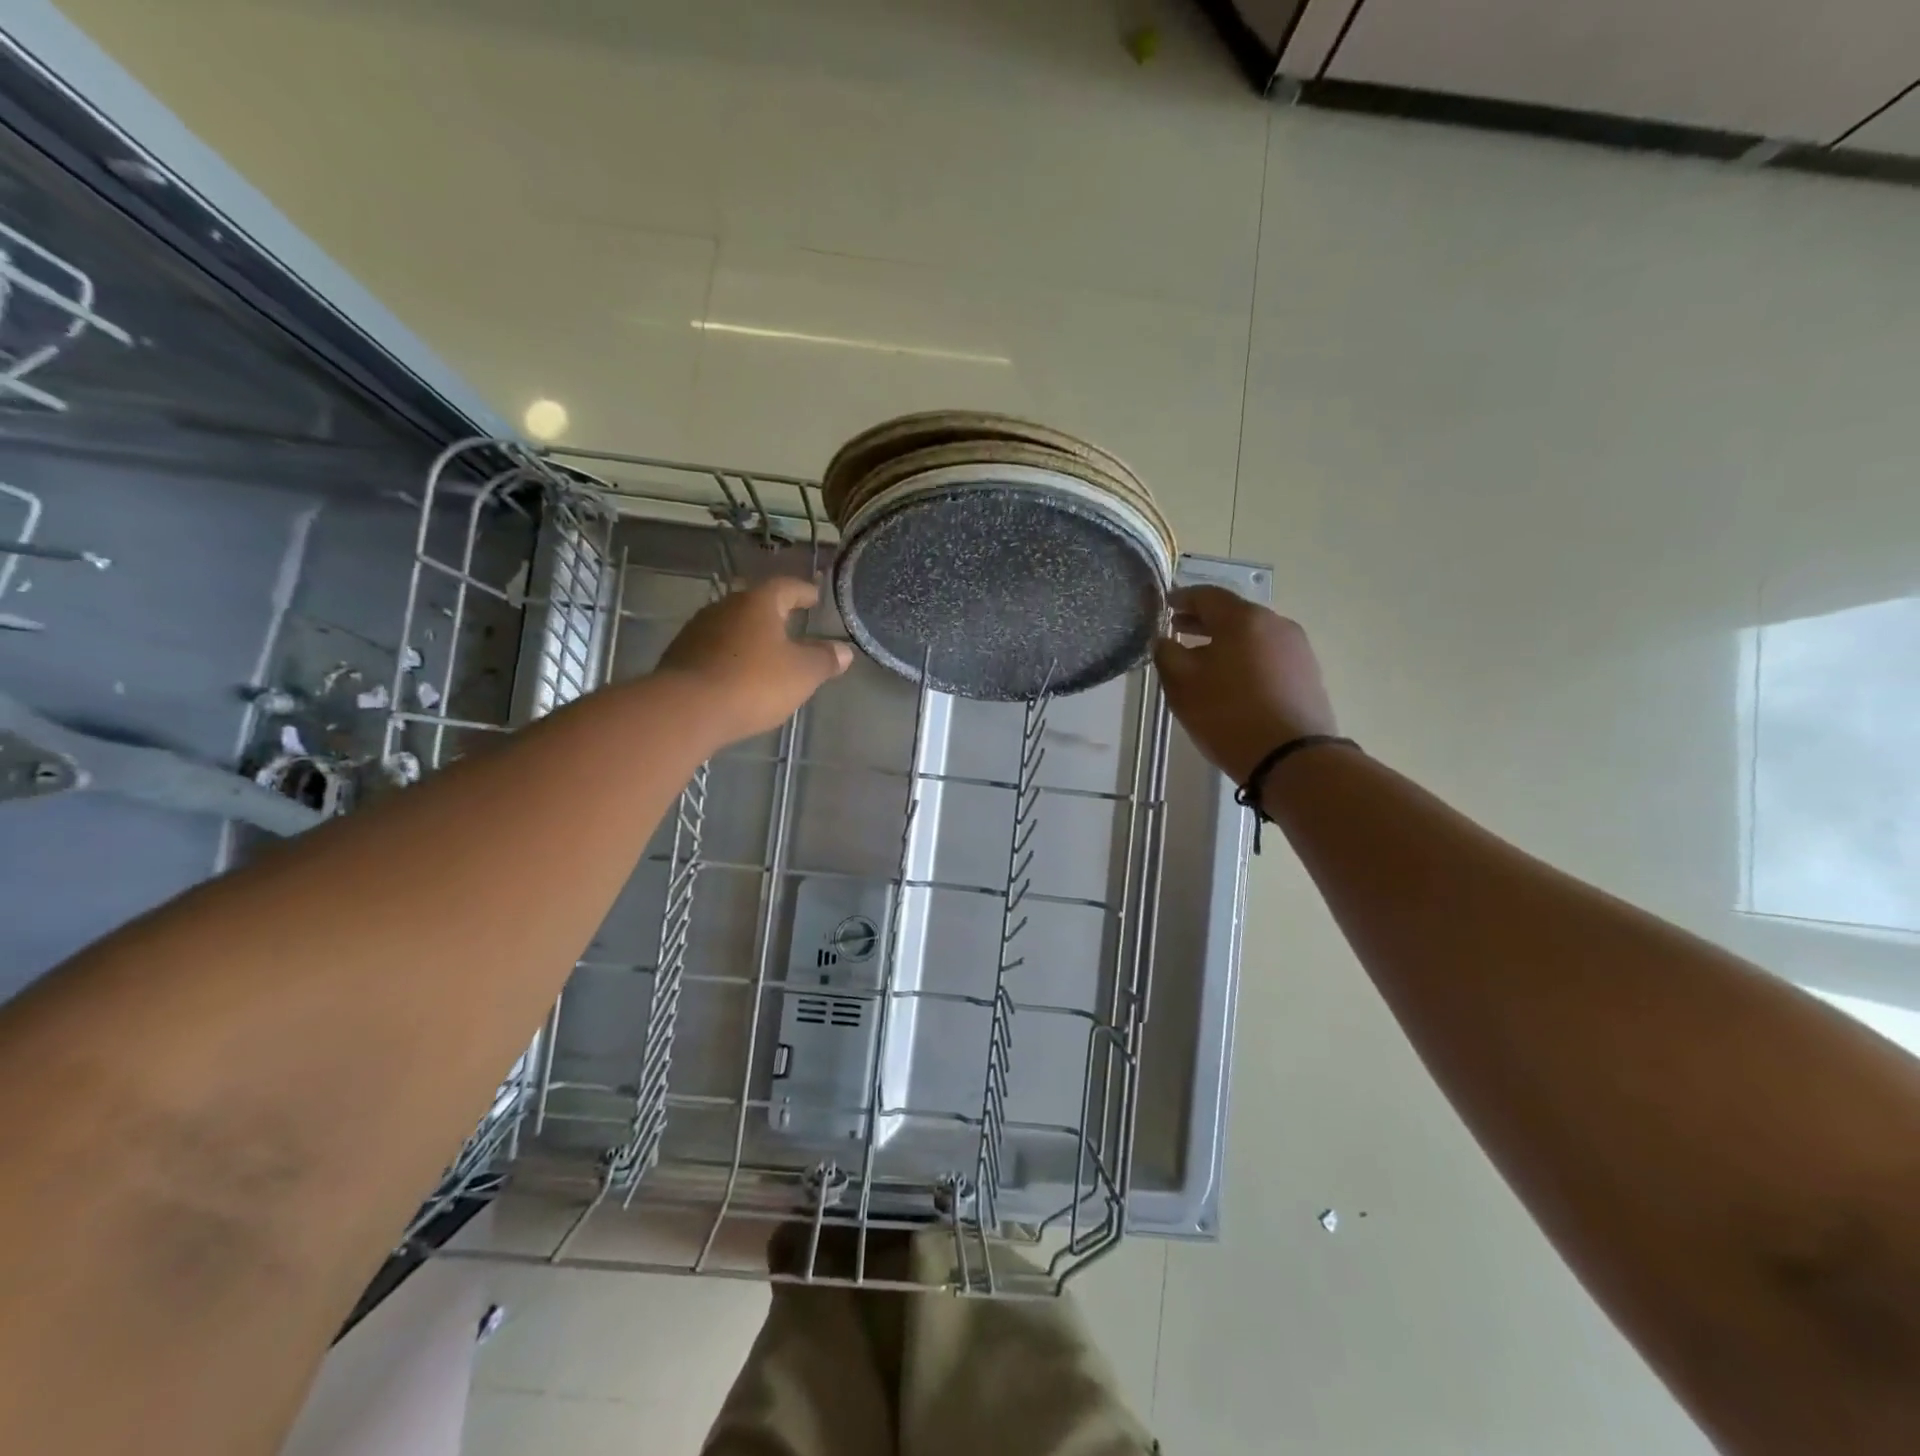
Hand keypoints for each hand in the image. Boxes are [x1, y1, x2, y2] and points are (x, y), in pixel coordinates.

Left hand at [657, 577, 851, 741]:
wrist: (687, 709)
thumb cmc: (753, 683)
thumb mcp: (802, 674)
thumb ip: (824, 659)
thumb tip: (844, 650)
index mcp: (758, 603)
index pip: (786, 587)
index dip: (804, 592)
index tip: (815, 598)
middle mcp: (725, 607)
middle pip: (755, 605)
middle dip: (775, 615)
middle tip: (792, 626)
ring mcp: (697, 630)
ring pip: (732, 627)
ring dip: (749, 638)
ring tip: (766, 655)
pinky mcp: (679, 656)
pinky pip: (714, 650)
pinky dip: (730, 657)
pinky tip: (738, 676)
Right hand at [1153, 586, 1336, 783]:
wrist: (1292, 758)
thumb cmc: (1228, 715)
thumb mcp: (1182, 685)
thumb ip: (1166, 654)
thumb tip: (1164, 640)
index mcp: (1243, 618)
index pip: (1206, 595)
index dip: (1181, 598)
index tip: (1163, 607)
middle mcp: (1275, 623)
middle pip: (1232, 613)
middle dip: (1202, 621)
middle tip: (1177, 631)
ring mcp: (1297, 648)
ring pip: (1252, 635)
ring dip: (1225, 641)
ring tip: (1202, 659)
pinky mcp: (1308, 673)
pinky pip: (1268, 654)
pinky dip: (1245, 657)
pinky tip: (1232, 679)